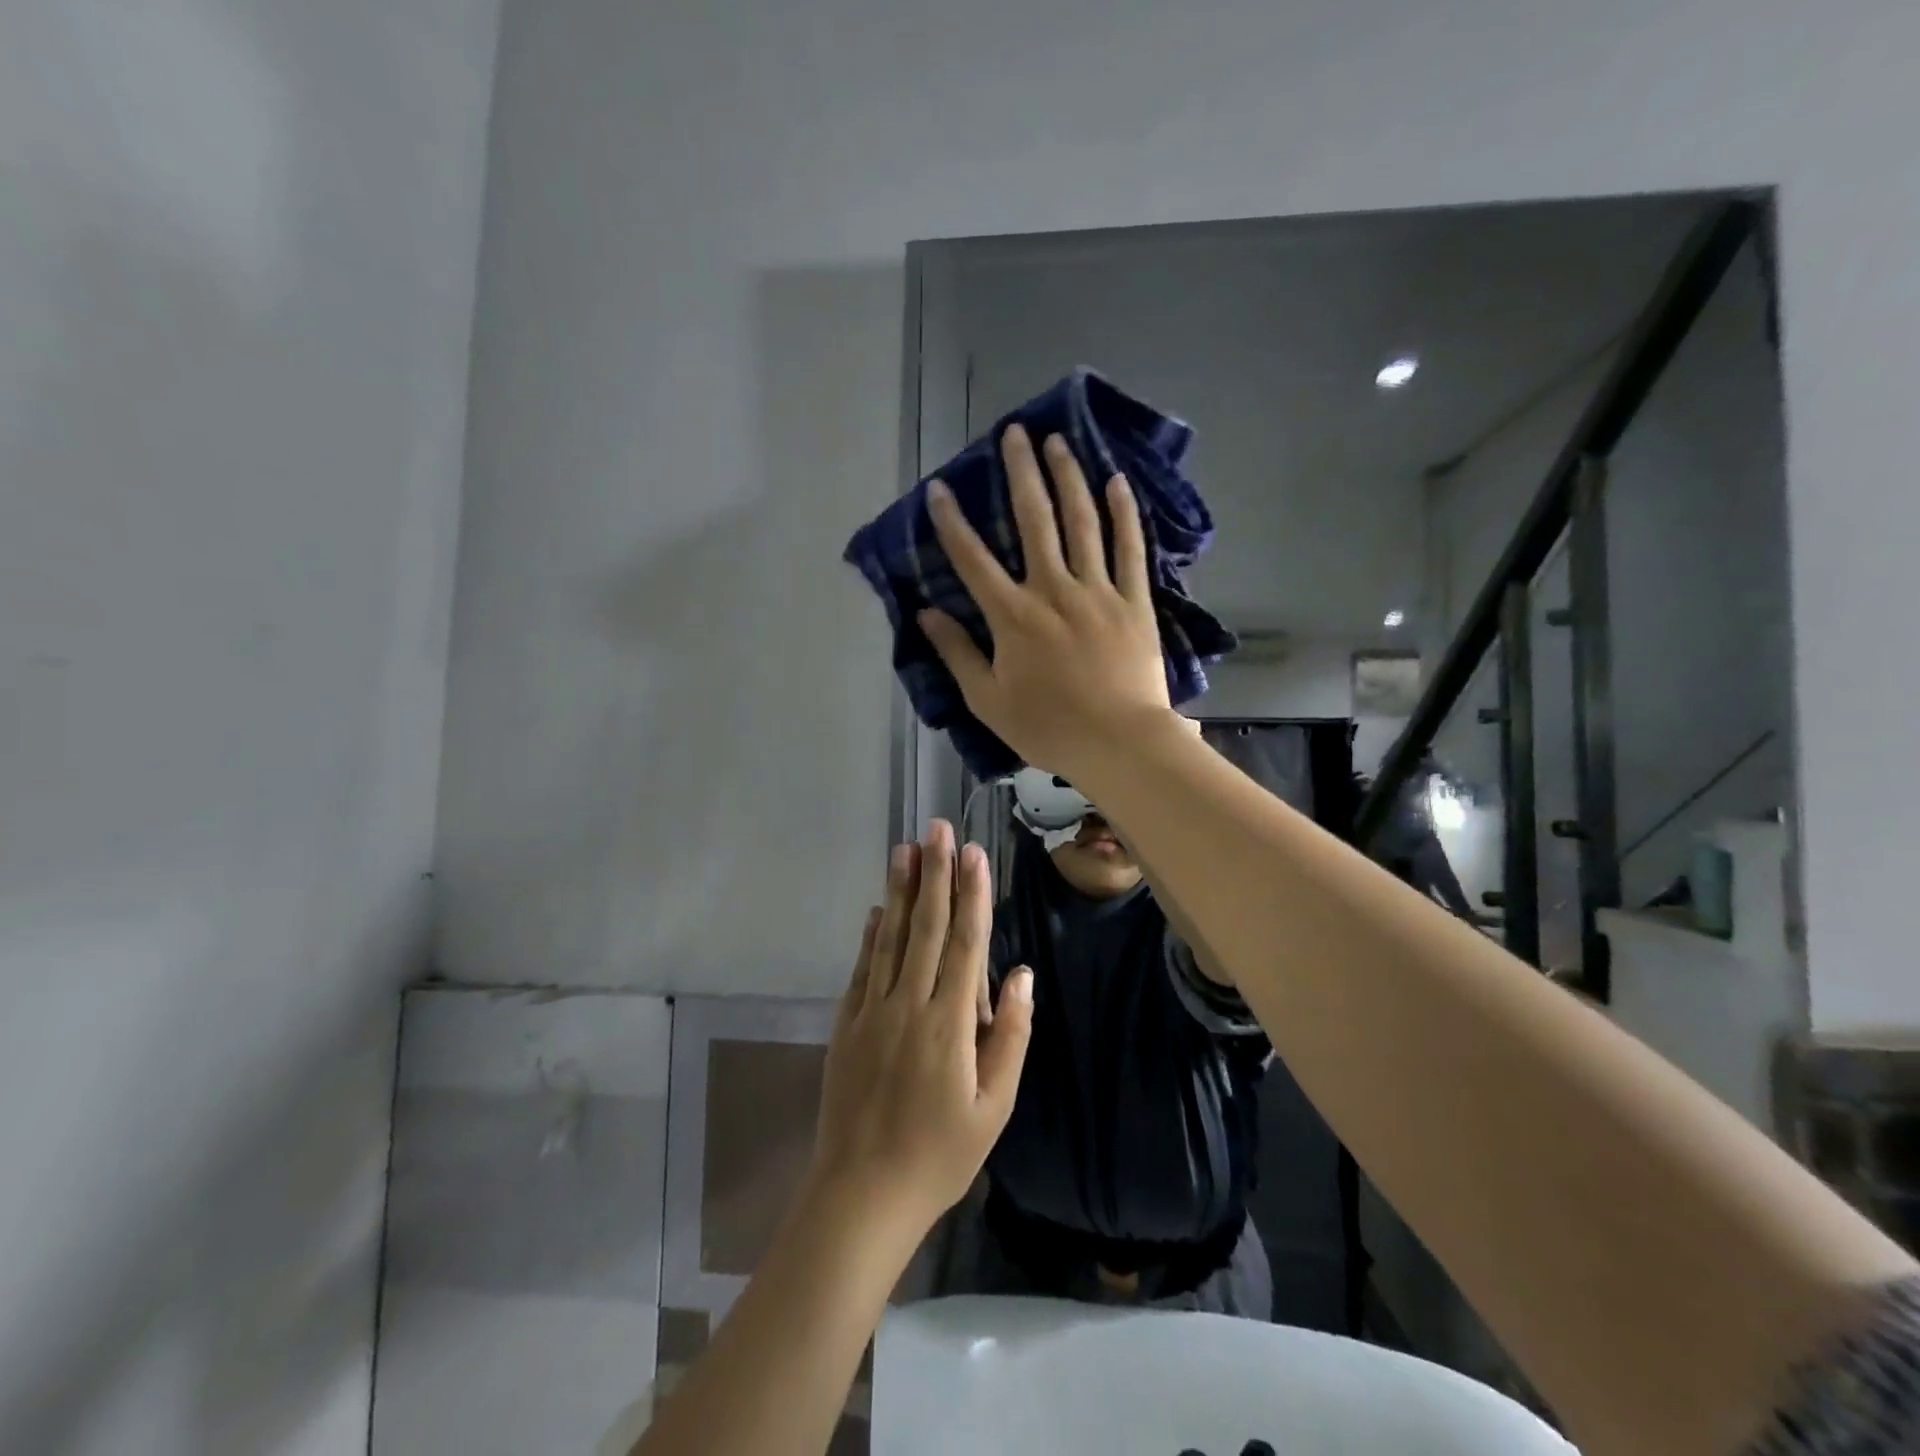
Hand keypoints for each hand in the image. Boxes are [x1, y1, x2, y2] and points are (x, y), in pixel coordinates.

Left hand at [811, 820, 1033, 1234]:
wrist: (861, 1194)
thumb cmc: (939, 1155)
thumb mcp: (993, 1107)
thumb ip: (1009, 1036)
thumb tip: (1020, 975)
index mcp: (949, 1024)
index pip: (964, 944)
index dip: (971, 895)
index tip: (973, 853)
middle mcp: (908, 1005)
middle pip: (924, 927)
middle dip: (934, 874)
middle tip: (936, 828)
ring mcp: (871, 1012)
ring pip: (888, 938)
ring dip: (898, 890)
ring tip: (904, 849)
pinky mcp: (845, 1025)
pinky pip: (861, 968)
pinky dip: (869, 935)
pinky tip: (875, 909)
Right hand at [919, 424, 1172, 780]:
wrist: (1119, 743)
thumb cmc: (1048, 728)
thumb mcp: (988, 700)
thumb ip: (957, 653)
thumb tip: (925, 613)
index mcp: (1013, 616)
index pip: (973, 559)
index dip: (952, 522)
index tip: (940, 489)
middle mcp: (1053, 590)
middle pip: (1033, 520)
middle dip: (1020, 473)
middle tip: (1014, 433)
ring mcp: (1098, 591)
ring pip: (1082, 522)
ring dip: (1068, 477)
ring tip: (1059, 441)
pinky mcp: (1134, 601)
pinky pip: (1129, 548)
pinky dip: (1123, 513)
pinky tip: (1117, 482)